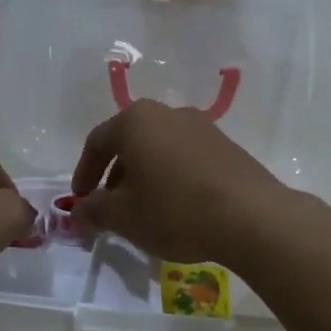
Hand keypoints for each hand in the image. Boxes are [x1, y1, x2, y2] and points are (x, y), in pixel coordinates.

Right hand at [69, 99, 293, 266]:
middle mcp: (168, 113)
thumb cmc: (175, 210)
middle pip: (130, 143)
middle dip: (115, 177)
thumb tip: (79, 212)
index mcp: (136, 120)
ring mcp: (202, 127)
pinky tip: (177, 209)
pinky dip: (172, 179)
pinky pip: (186, 159)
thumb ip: (93, 210)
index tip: (80, 201)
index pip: (97, 142)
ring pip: (159, 151)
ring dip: (144, 178)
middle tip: (110, 209)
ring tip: (144, 212)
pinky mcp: (226, 147)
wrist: (251, 217)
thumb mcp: (123, 216)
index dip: (83, 173)